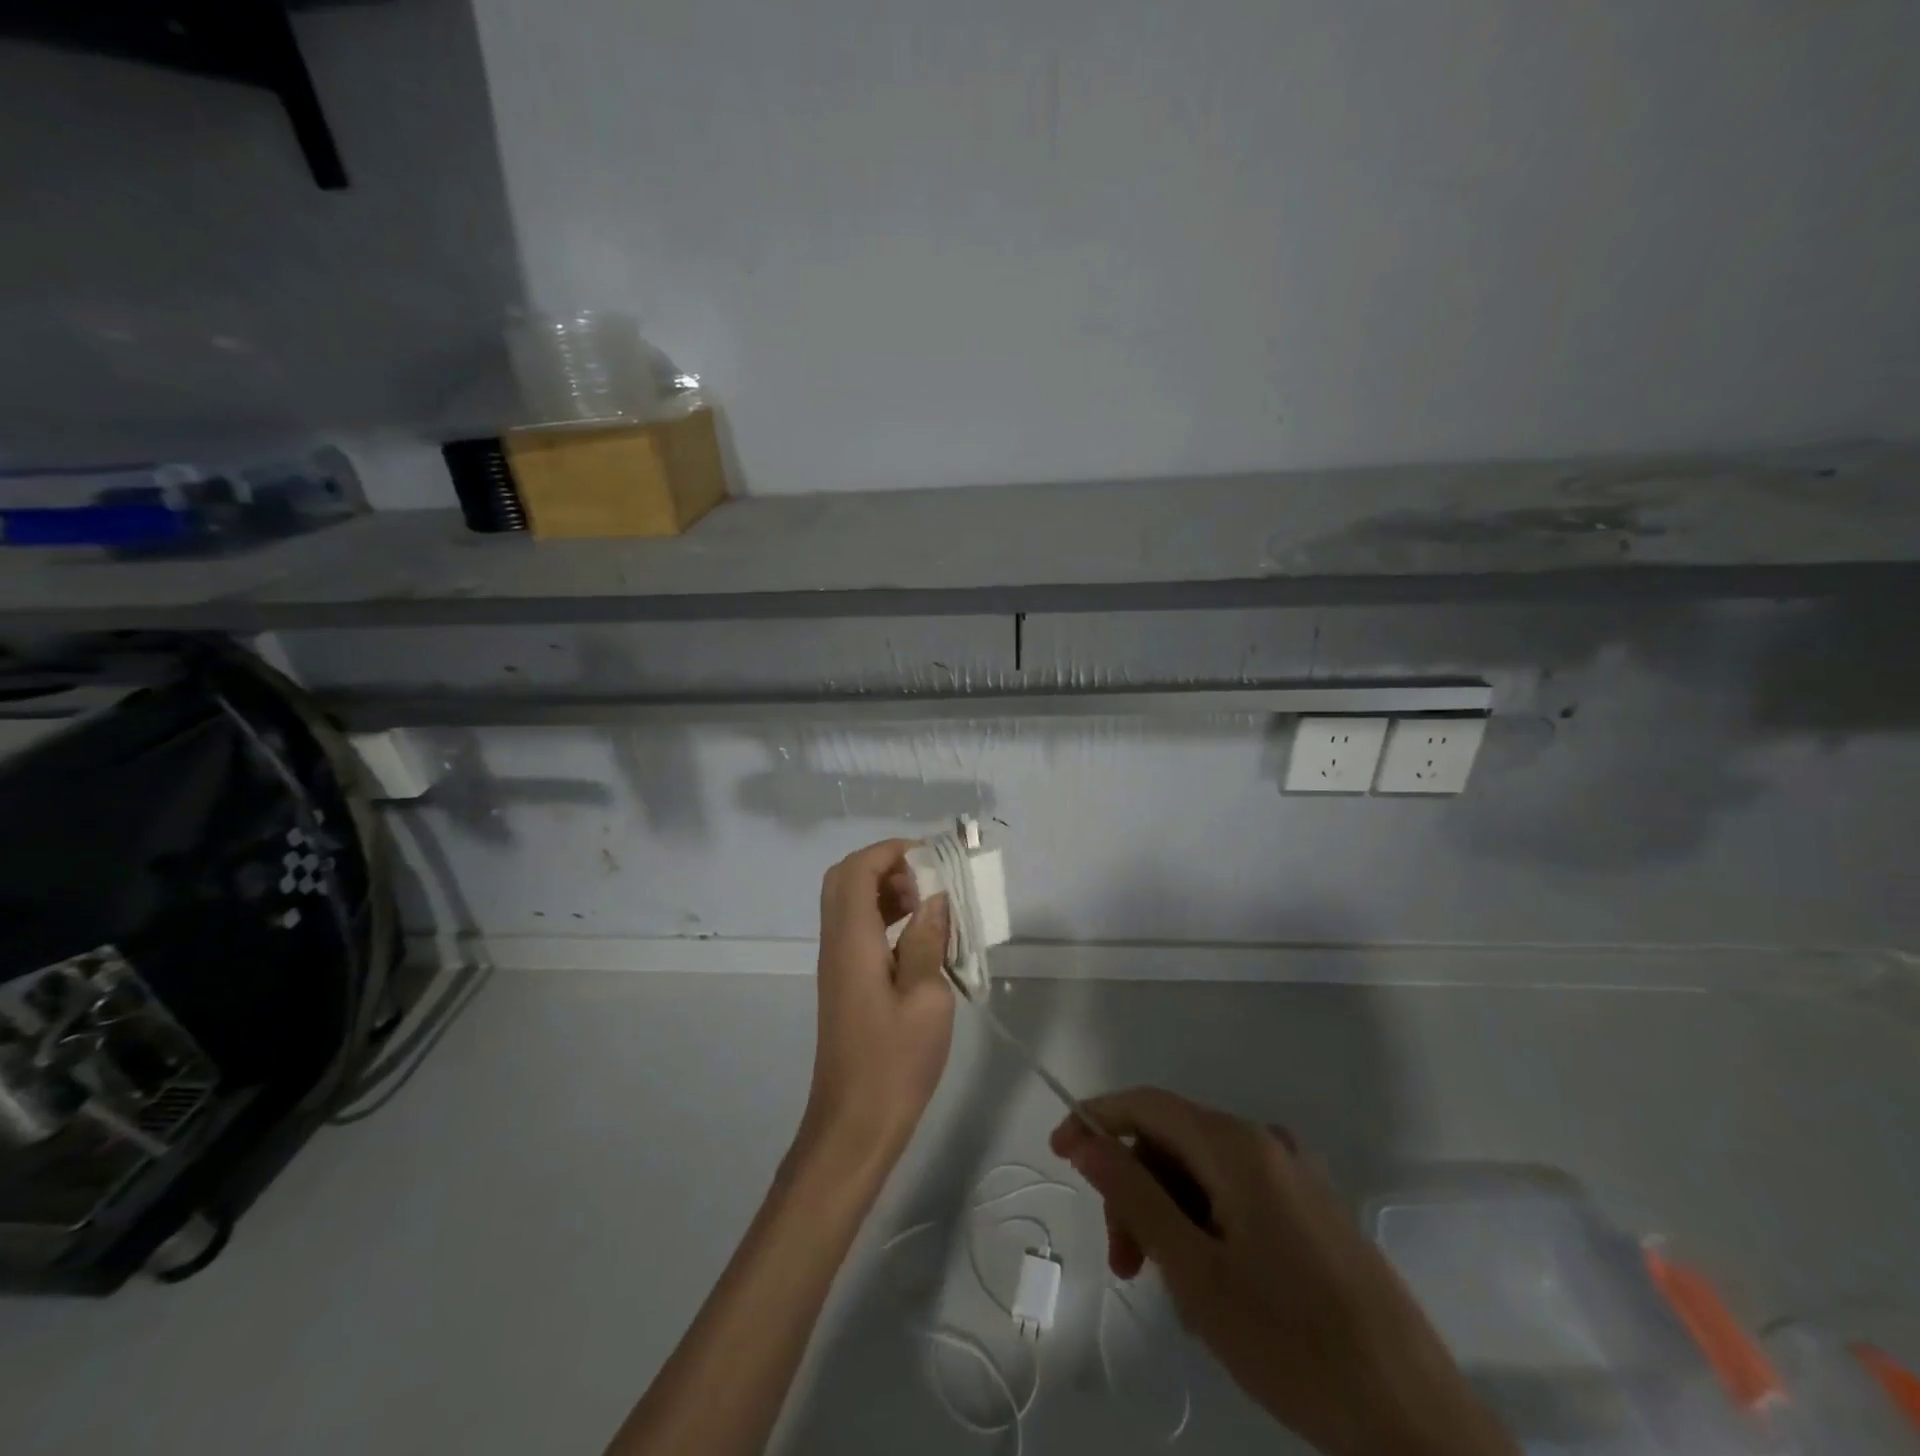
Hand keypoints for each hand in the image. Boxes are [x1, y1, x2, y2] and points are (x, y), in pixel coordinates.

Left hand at [798, 839, 952, 1172]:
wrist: (854, 1124)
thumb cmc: (895, 1063)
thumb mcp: (927, 998)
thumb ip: (928, 940)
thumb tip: (935, 898)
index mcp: (852, 940)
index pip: (857, 869)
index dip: (891, 851)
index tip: (932, 857)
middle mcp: (836, 943)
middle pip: (845, 879)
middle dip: (886, 866)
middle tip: (928, 880)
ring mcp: (836, 964)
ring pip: (850, 903)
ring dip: (886, 891)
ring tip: (931, 907)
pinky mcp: (844, 982)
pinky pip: (858, 930)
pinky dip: (884, 918)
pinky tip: (919, 939)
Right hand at [1052, 1090, 1514, 1455]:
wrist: (1414, 1418)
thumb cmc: (1292, 1342)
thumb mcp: (1195, 1271)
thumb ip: (1134, 1196)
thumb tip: (1088, 1140)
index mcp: (1237, 1145)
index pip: (1146, 1104)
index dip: (1096, 1118)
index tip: (1059, 1153)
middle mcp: (1266, 1141)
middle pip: (1174, 1141)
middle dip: (1136, 1191)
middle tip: (1124, 1264)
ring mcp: (1295, 1174)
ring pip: (1203, 1172)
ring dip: (1169, 1216)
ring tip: (1171, 1290)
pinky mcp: (1313, 1208)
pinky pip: (1237, 1194)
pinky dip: (1206, 1225)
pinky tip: (1210, 1286)